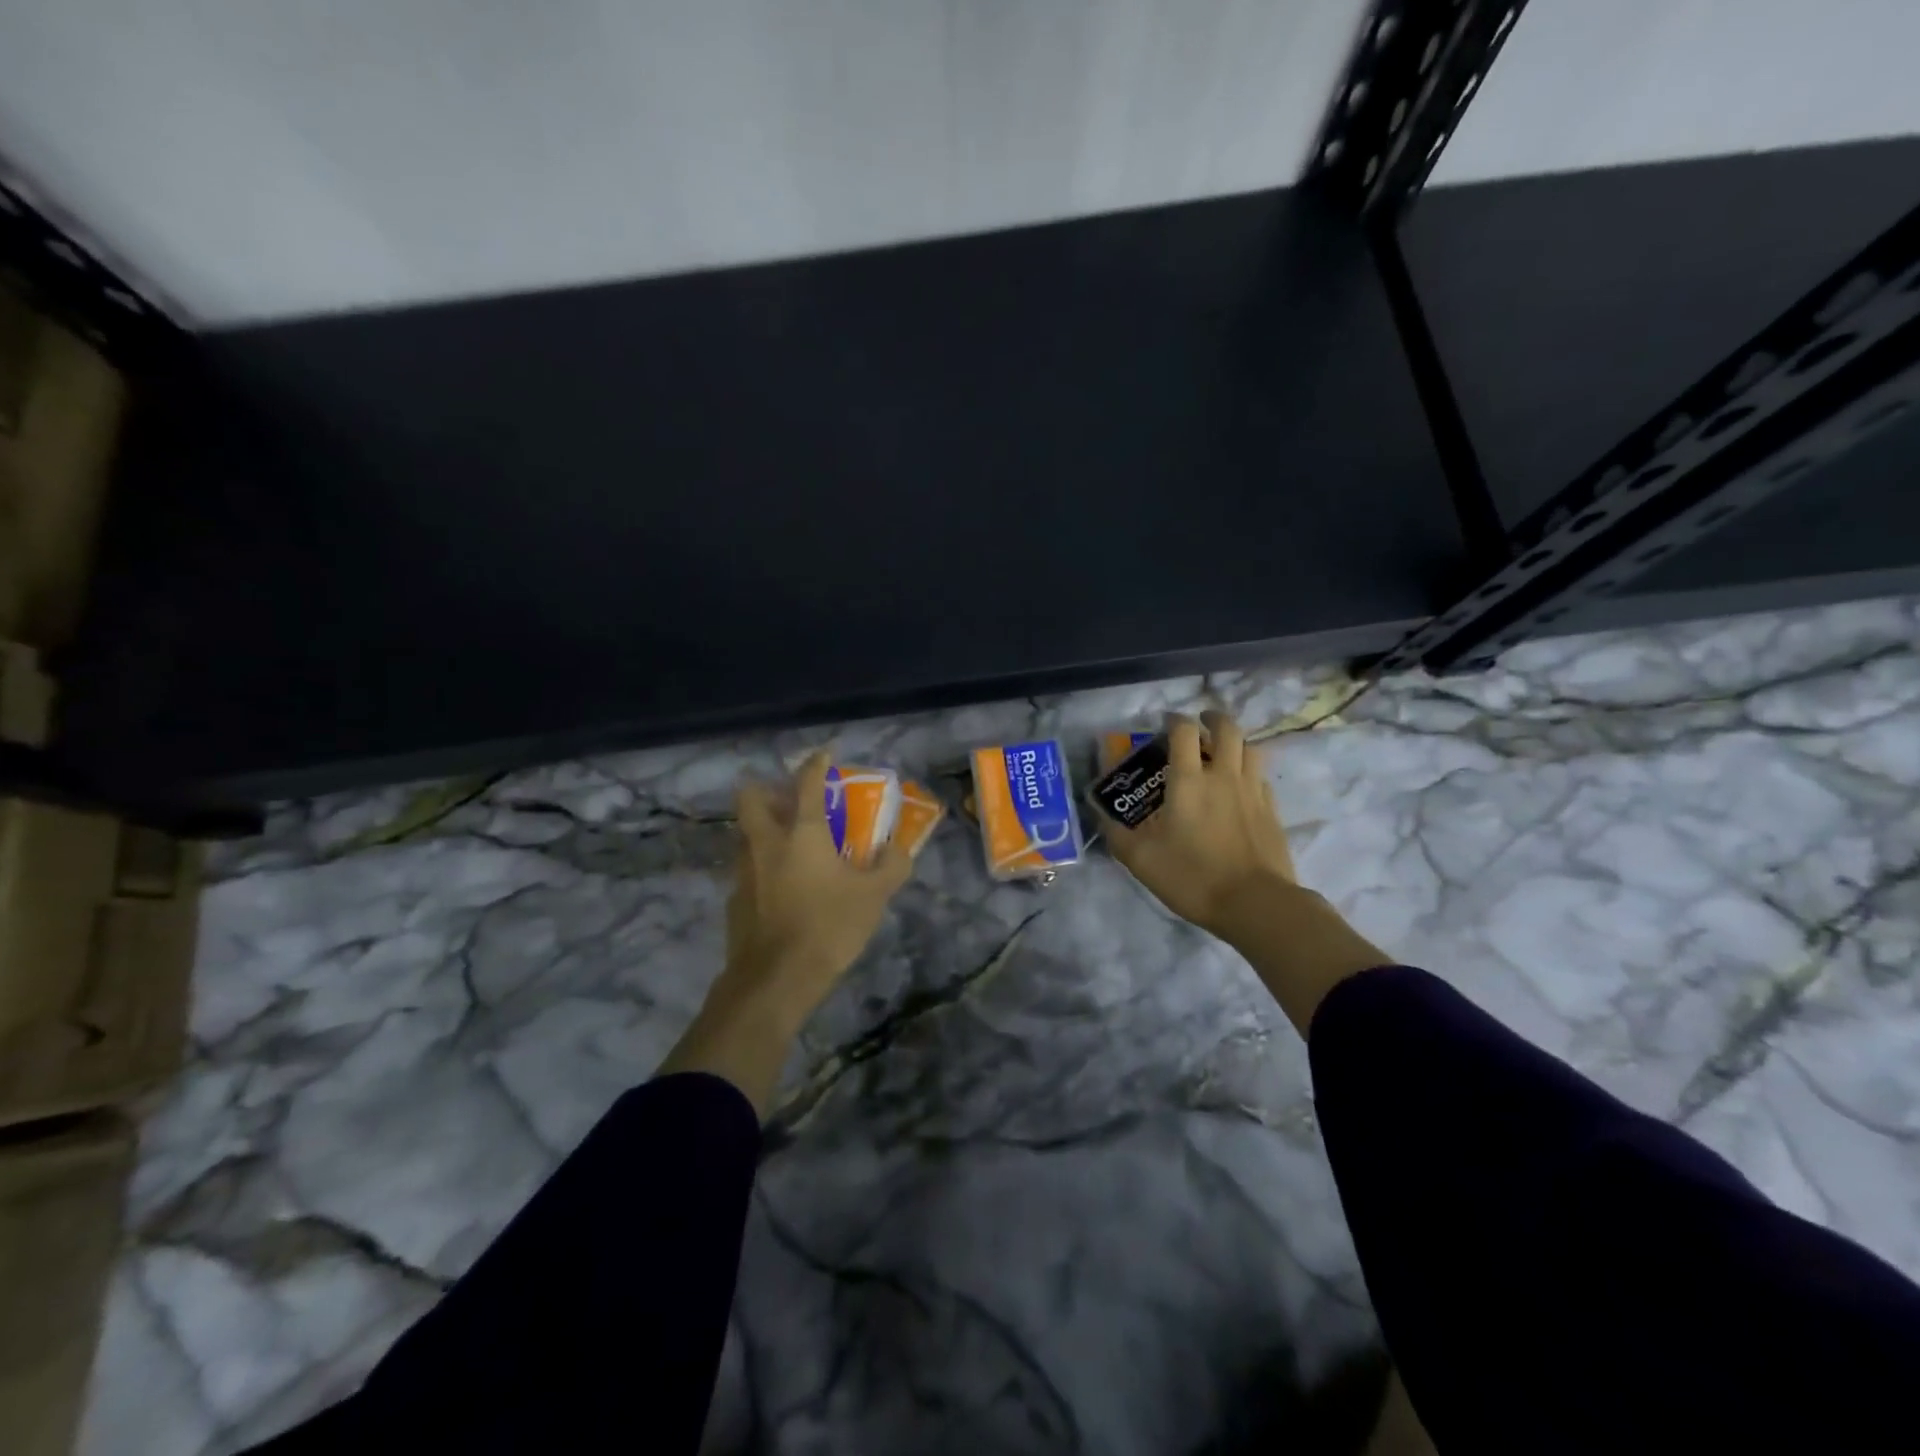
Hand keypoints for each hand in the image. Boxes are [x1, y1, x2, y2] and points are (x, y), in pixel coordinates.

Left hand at [722, 749, 912, 1022]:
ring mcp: (744, 870)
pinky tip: (779, 887)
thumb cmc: (829, 926)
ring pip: (745, 834)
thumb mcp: (874, 897)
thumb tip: (900, 848)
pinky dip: (761, 866)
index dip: (815, 763)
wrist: (775, 980)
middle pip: (750, 798)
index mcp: (802, 834)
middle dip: (765, 788)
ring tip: (787, 844)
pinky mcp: (734, 899)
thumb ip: (891, 867)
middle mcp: (767, 843)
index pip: (807, 784)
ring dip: (762, 829)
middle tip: (786, 798)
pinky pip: (746, 869)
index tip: (824, 753)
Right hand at [1105, 710, 1386, 1034]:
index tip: (1164, 723)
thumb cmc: (1193, 877)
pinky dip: (1249, 771)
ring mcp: (1252, 791)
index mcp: (1189, 781)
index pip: (1183, 732)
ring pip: (1250, 748)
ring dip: (1235, 741)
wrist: (1256, 904)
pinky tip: (1240, 786)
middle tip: (1200, 723)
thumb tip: (1098, 813)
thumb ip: (1116, 833)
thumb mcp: (1141, 860)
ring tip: (1223, 750)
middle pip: (1227, 728)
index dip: (1173, 720)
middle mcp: (1223, 775)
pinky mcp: (1272, 810)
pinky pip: (1261, 776)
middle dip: (1212, 718)